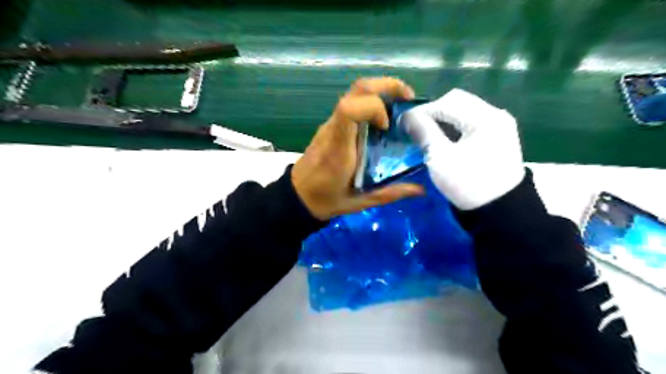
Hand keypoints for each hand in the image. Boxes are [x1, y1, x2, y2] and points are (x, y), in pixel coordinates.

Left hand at [294, 77, 422, 219]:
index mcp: (339, 147)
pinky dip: (372, 102)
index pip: (349, 109)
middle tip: (408, 97)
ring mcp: (331, 124)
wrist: (298, 196)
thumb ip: (390, 193)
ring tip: (400, 106)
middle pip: (357, 89)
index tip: (387, 126)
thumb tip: (420, 190)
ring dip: (380, 91)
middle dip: (386, 85)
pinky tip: (384, 119)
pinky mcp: (331, 126)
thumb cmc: (326, 199)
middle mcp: (334, 129)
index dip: (374, 108)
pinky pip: (352, 104)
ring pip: (354, 93)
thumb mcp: (360, 201)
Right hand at [401, 87, 524, 210]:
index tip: (405, 123)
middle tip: (417, 128)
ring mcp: (500, 125)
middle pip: (458, 102)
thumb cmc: (468, 184)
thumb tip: (407, 116)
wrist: (500, 210)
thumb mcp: (440, 158)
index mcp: (485, 117)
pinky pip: (472, 123)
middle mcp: (496, 114)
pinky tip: (445, 140)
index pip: (448, 101)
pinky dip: (455, 127)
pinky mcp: (498, 137)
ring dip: (444, 120)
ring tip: (428, 134)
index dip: (424, 110)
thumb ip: (424, 132)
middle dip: (434, 112)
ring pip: (465, 111)